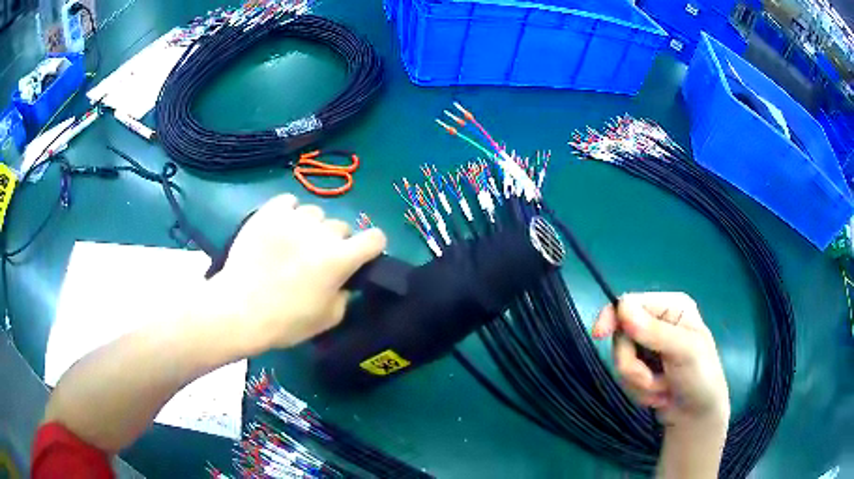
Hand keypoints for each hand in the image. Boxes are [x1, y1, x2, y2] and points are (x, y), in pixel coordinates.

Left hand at [202, 194, 385, 353]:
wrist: (239, 309)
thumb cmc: (286, 321)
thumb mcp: (328, 319)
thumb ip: (345, 296)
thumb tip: (345, 282)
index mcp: (340, 259)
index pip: (375, 238)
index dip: (372, 247)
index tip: (361, 257)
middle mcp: (321, 233)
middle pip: (342, 227)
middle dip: (336, 242)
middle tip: (317, 259)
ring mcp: (293, 219)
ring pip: (315, 213)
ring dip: (311, 227)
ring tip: (294, 242)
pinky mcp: (269, 212)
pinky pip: (289, 201)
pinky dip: (289, 212)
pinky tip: (280, 228)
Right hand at [593, 292, 729, 428]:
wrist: (697, 417)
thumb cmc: (701, 378)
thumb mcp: (684, 352)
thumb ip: (655, 332)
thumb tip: (622, 309)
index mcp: (671, 307)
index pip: (630, 303)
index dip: (612, 317)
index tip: (599, 335)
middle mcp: (658, 323)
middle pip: (622, 336)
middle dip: (634, 365)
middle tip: (654, 381)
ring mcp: (649, 347)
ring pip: (621, 360)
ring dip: (639, 382)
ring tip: (662, 389)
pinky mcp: (643, 369)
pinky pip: (624, 377)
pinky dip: (639, 391)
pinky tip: (659, 394)